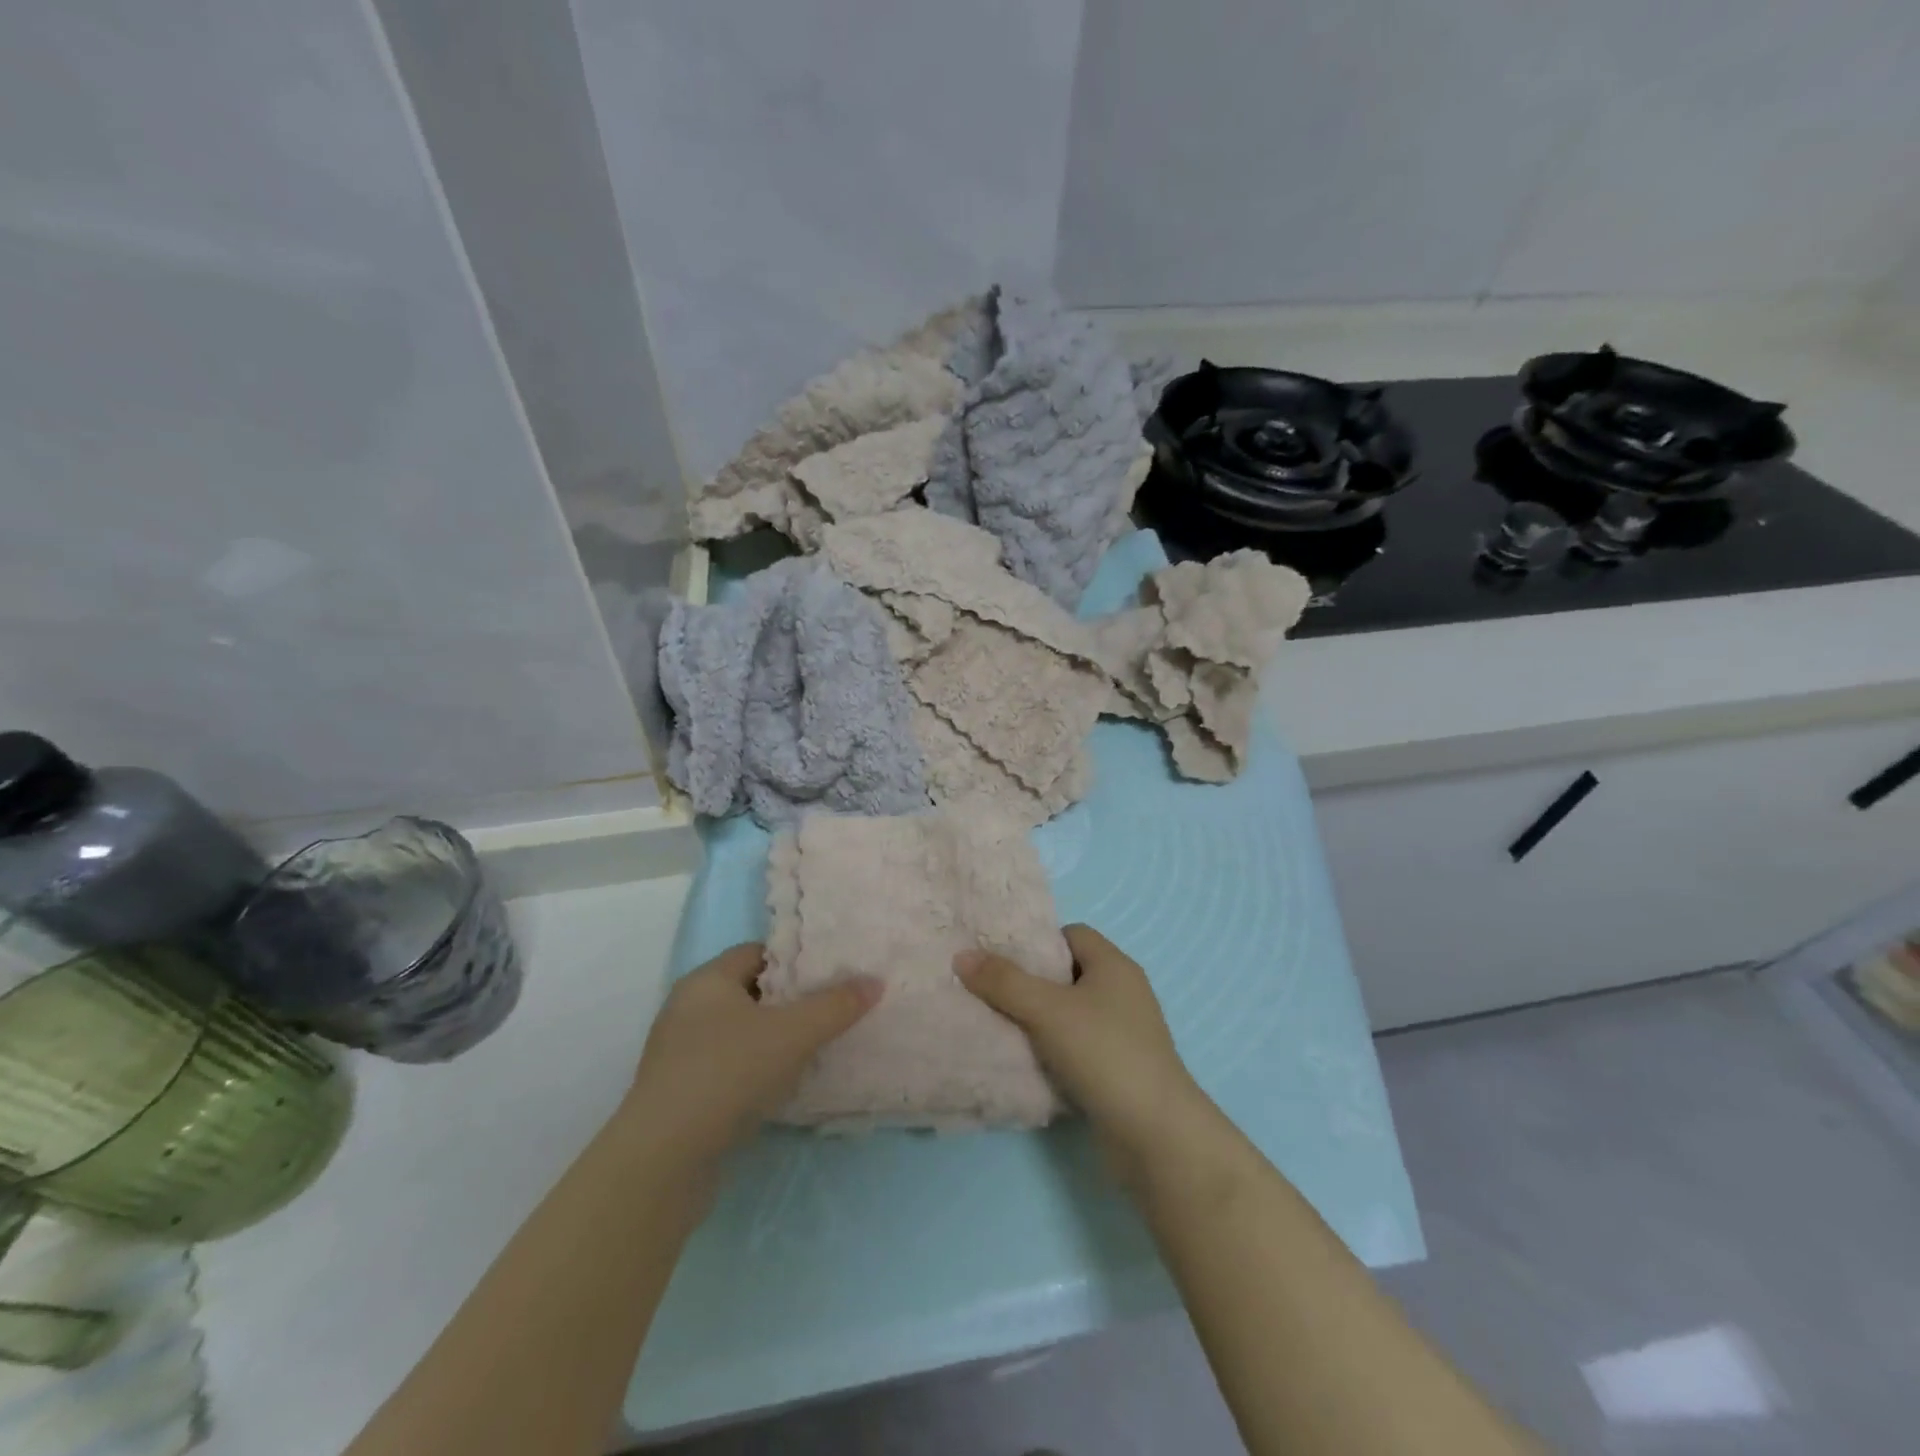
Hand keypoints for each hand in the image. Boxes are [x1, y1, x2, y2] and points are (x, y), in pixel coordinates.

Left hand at [618, 943, 879, 1173]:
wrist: (663, 1161)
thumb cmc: (727, 1074)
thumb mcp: (792, 1033)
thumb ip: (835, 1005)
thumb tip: (875, 981)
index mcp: (706, 981)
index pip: (757, 952)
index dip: (795, 959)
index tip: (831, 972)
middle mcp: (688, 1010)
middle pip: (751, 992)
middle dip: (791, 1000)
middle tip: (833, 1007)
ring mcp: (681, 1055)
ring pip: (741, 1033)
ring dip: (775, 1039)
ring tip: (818, 1046)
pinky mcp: (682, 1095)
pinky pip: (729, 1068)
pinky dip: (758, 1071)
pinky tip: (786, 1086)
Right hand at [956, 925, 1213, 1187]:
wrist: (1155, 1135)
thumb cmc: (1104, 1053)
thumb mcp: (1047, 1010)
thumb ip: (1004, 981)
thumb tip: (963, 955)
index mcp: (1115, 966)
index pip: (1072, 934)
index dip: (1037, 942)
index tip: (1001, 958)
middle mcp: (1124, 993)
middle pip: (1069, 973)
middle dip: (1031, 982)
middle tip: (990, 991)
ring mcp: (1124, 1034)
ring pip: (1071, 1014)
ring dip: (1039, 1020)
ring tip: (999, 1026)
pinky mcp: (1119, 1070)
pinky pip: (1078, 1047)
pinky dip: (1053, 1051)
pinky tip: (1026, 1063)